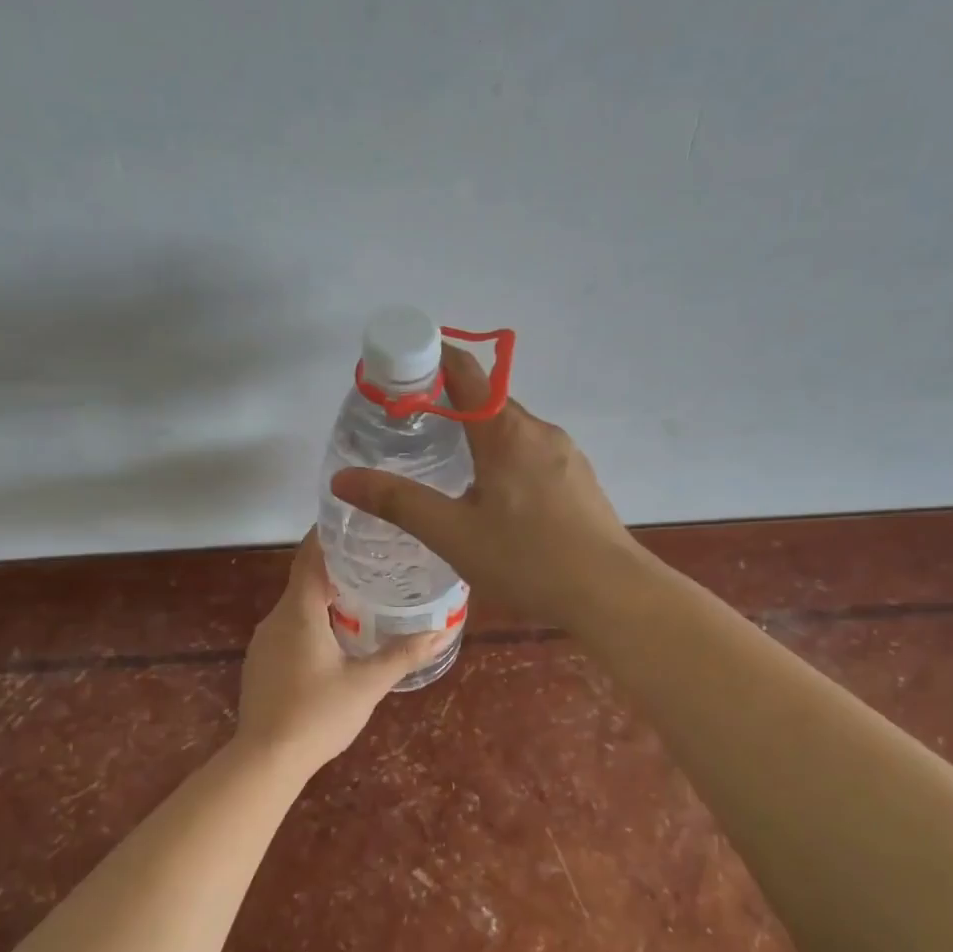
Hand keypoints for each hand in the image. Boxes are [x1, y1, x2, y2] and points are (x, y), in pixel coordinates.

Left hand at [235, 531, 447, 772]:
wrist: (265, 760)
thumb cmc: (318, 714)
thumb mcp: (368, 684)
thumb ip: (403, 655)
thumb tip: (441, 632)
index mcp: (299, 612)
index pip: (310, 557)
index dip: (328, 534)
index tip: (353, 521)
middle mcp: (276, 619)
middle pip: (304, 580)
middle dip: (336, 568)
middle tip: (374, 562)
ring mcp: (263, 642)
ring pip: (296, 608)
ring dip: (324, 599)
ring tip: (361, 598)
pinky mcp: (260, 664)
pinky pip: (288, 629)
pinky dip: (311, 623)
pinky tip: (334, 640)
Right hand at [329, 346, 637, 631]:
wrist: (611, 593)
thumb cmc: (527, 560)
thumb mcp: (452, 534)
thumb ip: (397, 503)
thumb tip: (341, 478)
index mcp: (505, 431)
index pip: (465, 370)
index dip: (430, 358)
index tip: (398, 370)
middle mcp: (539, 430)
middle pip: (487, 400)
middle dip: (448, 404)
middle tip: (409, 430)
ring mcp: (565, 455)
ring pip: (512, 430)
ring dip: (477, 435)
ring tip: (446, 467)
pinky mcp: (579, 480)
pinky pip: (532, 454)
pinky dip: (504, 459)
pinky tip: (495, 500)